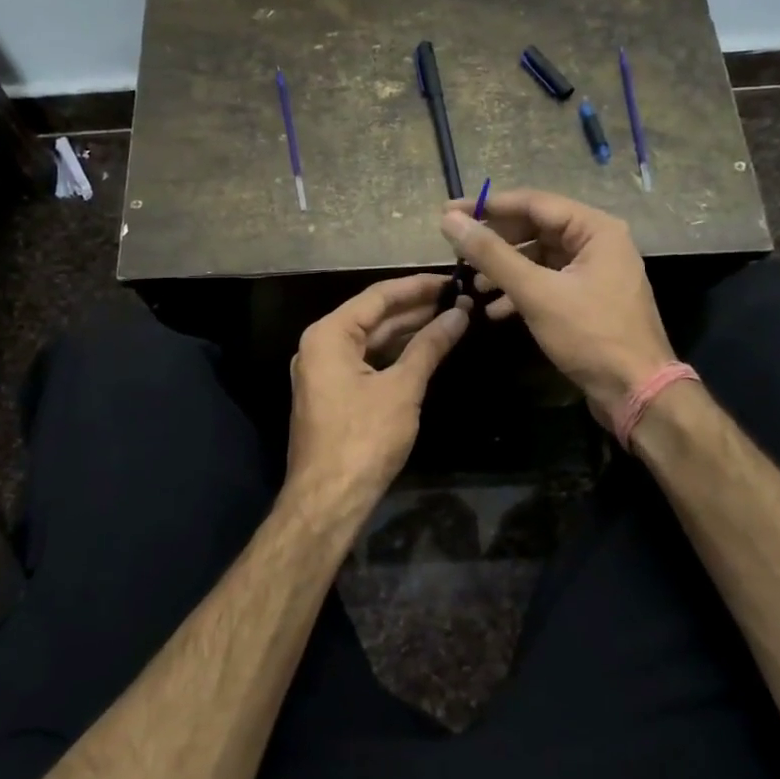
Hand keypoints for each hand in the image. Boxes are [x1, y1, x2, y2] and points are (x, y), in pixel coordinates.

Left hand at [287, 274, 469, 516]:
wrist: (329, 499)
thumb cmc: (364, 438)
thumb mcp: (402, 388)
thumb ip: (429, 346)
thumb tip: (459, 314)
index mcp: (328, 335)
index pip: (377, 296)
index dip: (417, 286)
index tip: (451, 279)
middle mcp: (320, 345)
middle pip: (372, 316)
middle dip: (414, 308)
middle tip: (457, 298)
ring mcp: (324, 371)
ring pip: (371, 341)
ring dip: (407, 331)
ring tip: (449, 318)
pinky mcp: (333, 394)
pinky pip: (366, 362)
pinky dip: (394, 355)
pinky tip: (424, 349)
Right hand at [440, 189, 675, 429]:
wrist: (636, 392)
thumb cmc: (590, 335)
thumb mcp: (536, 293)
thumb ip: (491, 254)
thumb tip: (450, 221)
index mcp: (596, 229)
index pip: (533, 203)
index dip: (488, 206)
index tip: (449, 211)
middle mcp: (599, 242)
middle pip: (536, 228)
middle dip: (496, 241)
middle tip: (457, 250)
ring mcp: (596, 271)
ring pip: (540, 257)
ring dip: (505, 269)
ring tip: (473, 285)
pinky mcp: (590, 298)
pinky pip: (549, 281)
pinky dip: (522, 291)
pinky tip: (496, 309)